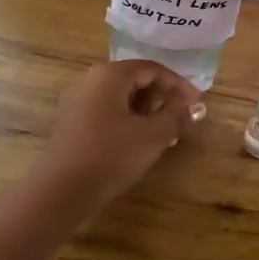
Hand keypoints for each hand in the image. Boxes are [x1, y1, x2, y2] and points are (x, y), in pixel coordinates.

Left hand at [30, 60, 202, 211]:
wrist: (62, 190)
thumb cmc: (111, 155)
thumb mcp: (152, 136)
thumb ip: (176, 116)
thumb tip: (194, 107)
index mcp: (110, 75)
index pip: (152, 69)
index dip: (178, 84)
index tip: (196, 103)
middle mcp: (90, 79)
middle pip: (134, 79)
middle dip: (161, 96)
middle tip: (181, 117)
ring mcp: (77, 100)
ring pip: (120, 95)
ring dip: (146, 109)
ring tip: (164, 131)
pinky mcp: (71, 121)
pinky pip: (106, 109)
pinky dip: (127, 118)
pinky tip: (139, 139)